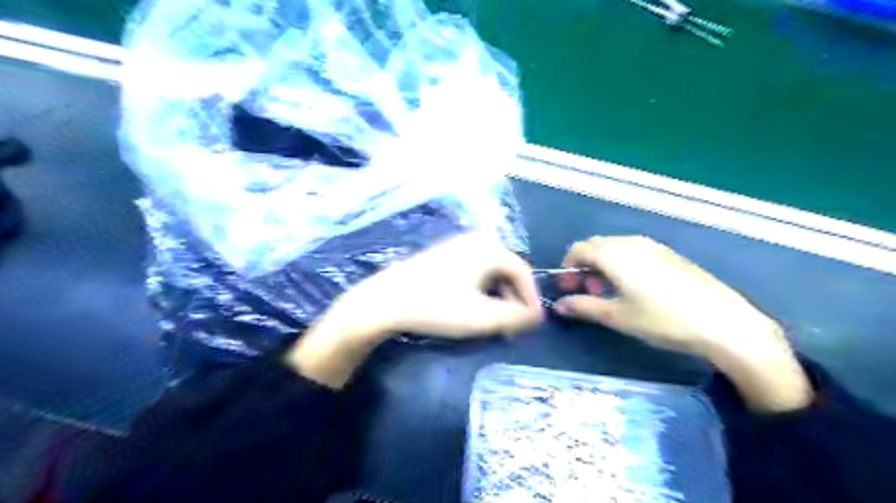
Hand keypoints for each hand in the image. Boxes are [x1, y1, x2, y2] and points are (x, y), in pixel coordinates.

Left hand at [336, 232, 546, 341]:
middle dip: (513, 299)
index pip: (523, 272)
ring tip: (493, 321)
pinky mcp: (442, 256)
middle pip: (507, 271)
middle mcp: (476, 240)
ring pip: (489, 273)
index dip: (531, 299)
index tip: (533, 324)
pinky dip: (480, 291)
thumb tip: (536, 317)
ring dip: (497, 297)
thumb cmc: (438, 306)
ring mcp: (457, 246)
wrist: (385, 301)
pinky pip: (473, 272)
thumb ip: (516, 318)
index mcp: (489, 248)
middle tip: (512, 326)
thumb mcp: (483, 317)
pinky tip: (472, 309)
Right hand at [554, 235, 812, 411]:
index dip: (568, 267)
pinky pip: (634, 251)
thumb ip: (584, 307)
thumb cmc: (663, 320)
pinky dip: (623, 263)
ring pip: (616, 247)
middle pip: (597, 245)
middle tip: (589, 292)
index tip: (569, 288)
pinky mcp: (670, 254)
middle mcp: (631, 243)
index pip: (579, 249)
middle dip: (585, 266)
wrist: (722, 322)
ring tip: (611, 292)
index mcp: (615, 254)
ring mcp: (653, 246)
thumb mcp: (618, 316)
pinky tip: (635, 288)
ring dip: (604, 264)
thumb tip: (559, 305)